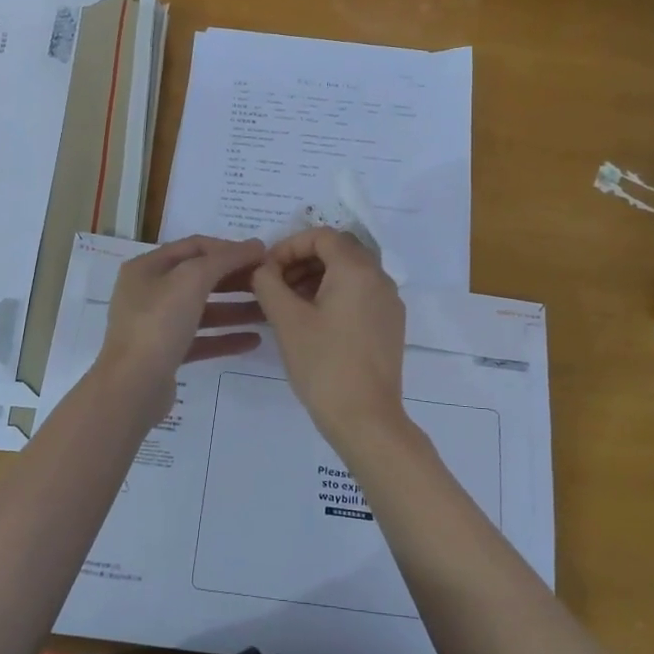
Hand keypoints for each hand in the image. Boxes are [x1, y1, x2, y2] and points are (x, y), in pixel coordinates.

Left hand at [94, 236, 265, 424]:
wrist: (132, 387)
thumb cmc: (159, 323)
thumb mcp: (192, 280)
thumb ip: (225, 259)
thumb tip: (256, 245)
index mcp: (147, 267)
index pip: (194, 247)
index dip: (229, 248)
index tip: (262, 256)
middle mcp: (148, 292)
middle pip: (199, 278)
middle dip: (235, 279)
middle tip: (268, 284)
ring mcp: (155, 325)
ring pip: (202, 310)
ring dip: (235, 309)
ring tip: (268, 313)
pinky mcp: (165, 354)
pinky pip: (200, 339)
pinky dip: (225, 337)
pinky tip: (253, 340)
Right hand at [252, 229, 414, 464]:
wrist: (366, 418)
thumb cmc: (323, 364)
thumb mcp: (286, 320)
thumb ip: (268, 283)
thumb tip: (263, 269)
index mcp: (357, 269)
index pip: (322, 235)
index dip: (290, 245)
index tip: (267, 269)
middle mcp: (380, 278)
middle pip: (338, 250)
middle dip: (302, 260)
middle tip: (274, 284)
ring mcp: (389, 303)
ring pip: (350, 273)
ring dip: (317, 278)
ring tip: (288, 303)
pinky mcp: (390, 325)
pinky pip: (360, 294)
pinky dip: (334, 295)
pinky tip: (312, 321)